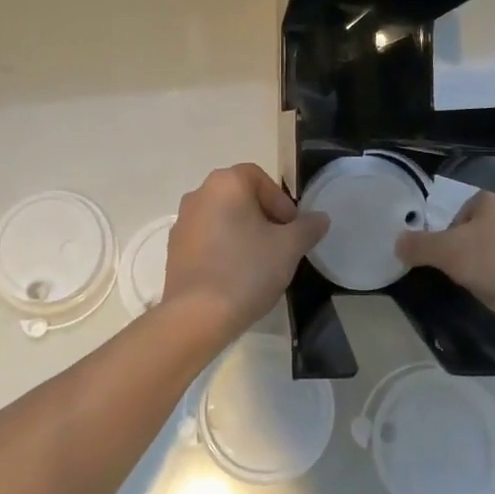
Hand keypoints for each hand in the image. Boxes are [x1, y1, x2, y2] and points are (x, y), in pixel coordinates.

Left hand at [161, 164, 328, 342]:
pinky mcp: (174, 249)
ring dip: (243, 233)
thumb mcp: (289, 248)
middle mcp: (199, 194)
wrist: (197, 315)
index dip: (280, 201)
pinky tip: (236, 276)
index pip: (259, 178)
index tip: (291, 228)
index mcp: (225, 184)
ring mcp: (182, 222)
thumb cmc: (247, 270)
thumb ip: (307, 228)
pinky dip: (224, 249)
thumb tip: (320, 218)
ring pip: (222, 218)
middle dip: (264, 217)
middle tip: (280, 245)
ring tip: (260, 263)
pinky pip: (207, 239)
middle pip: (240, 197)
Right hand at [395, 189, 494, 335]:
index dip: (450, 236)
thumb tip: (399, 242)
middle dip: (471, 255)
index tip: (449, 259)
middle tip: (464, 277)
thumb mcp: (449, 253)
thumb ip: (419, 246)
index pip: (463, 208)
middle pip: (484, 230)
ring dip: (492, 271)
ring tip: (488, 294)